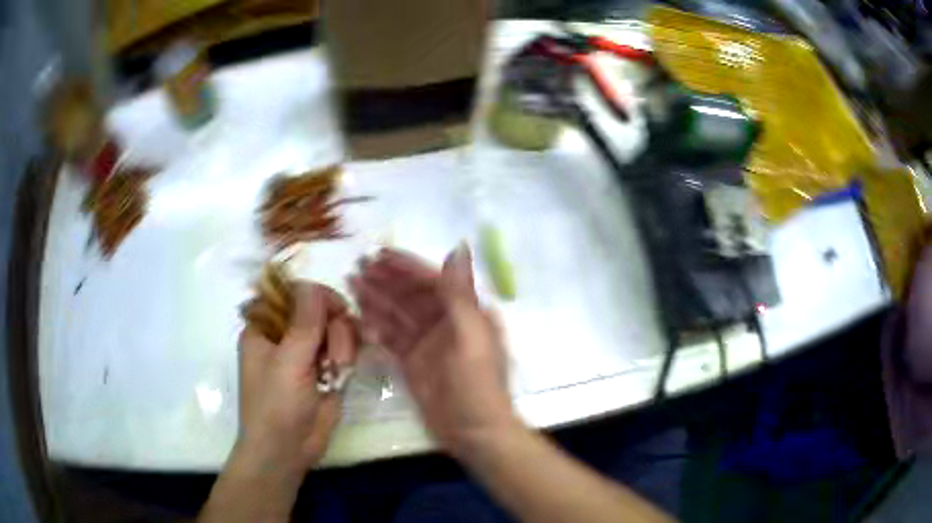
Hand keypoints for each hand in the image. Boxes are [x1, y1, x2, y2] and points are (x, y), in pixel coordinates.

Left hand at [237, 283, 356, 474]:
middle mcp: (286, 335)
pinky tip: (343, 373)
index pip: (290, 292)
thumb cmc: (276, 406)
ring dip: (342, 345)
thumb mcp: (288, 363)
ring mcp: (307, 353)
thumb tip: (313, 285)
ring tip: (337, 372)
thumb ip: (304, 323)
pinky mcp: (326, 370)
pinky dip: (348, 356)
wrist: (287, 451)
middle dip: (332, 327)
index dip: (312, 295)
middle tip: (334, 355)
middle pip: (319, 308)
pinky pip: (344, 348)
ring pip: (336, 327)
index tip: (330, 308)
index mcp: (265, 327)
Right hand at [350, 245, 517, 457]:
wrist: (474, 433)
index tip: (379, 254)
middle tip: (356, 267)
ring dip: (376, 299)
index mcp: (466, 312)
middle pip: (411, 295)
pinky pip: (391, 338)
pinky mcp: (412, 363)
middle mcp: (446, 323)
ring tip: (350, 284)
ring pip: (397, 314)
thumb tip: (458, 246)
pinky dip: (376, 326)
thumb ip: (460, 293)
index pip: (432, 281)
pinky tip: (358, 315)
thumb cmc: (477, 384)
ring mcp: (427, 344)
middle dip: (386, 280)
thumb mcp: (471, 336)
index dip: (406, 266)